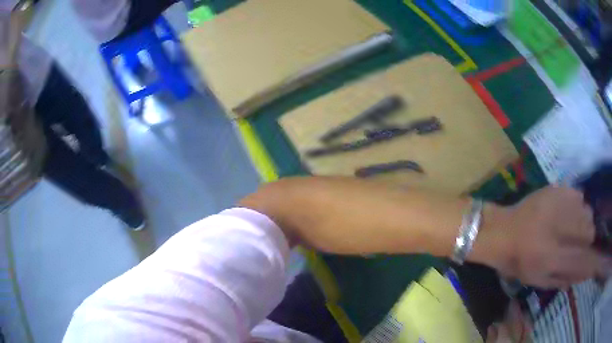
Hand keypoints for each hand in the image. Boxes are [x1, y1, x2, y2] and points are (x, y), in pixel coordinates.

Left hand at [487, 186, 610, 288]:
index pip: (582, 258)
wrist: (500, 231)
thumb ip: (561, 279)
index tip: (595, 261)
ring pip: (586, 210)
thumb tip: (580, 276)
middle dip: (588, 237)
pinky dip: (577, 205)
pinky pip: (577, 195)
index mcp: (552, 257)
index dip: (591, 260)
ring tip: (573, 226)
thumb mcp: (536, 280)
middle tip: (580, 241)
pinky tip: (568, 211)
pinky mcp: (554, 189)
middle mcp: (558, 229)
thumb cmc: (516, 261)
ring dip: (584, 220)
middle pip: (589, 229)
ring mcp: (557, 205)